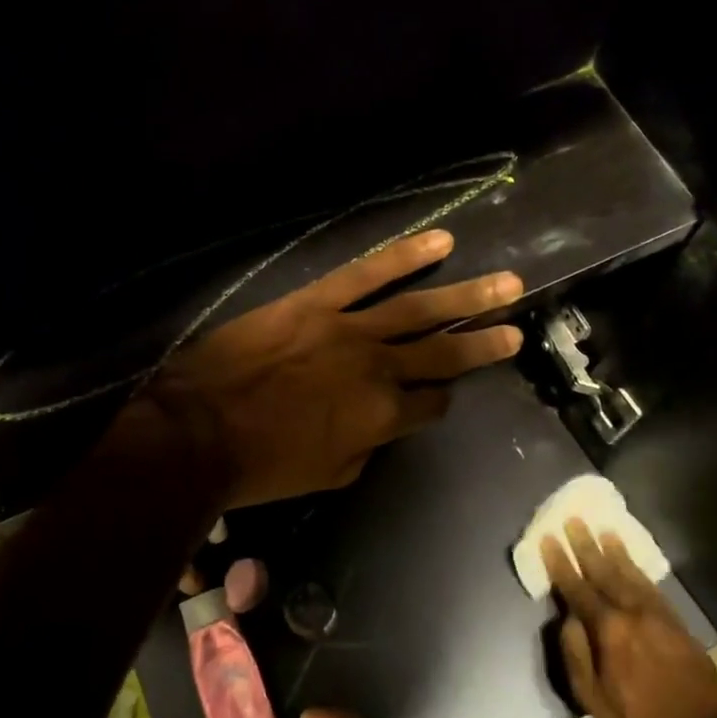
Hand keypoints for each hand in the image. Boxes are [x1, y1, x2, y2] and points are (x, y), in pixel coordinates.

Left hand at [145, 229, 523, 506]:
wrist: (199, 431)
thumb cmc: (260, 465)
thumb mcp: (326, 476)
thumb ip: (365, 448)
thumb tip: (378, 427)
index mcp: (382, 417)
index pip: (430, 404)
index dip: (439, 400)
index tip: (440, 394)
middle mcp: (379, 370)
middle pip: (442, 354)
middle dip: (482, 342)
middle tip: (517, 330)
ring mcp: (350, 330)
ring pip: (420, 309)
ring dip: (468, 295)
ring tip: (508, 283)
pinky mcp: (317, 301)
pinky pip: (367, 273)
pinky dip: (406, 255)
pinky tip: (442, 241)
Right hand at [542, 518, 716, 717]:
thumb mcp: (594, 701)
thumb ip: (576, 656)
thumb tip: (566, 620)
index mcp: (609, 632)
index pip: (577, 590)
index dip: (561, 564)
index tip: (548, 539)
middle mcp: (632, 615)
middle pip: (604, 573)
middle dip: (586, 546)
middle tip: (573, 520)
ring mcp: (658, 616)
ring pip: (630, 575)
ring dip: (614, 551)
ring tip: (602, 529)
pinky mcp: (677, 623)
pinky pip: (652, 587)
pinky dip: (639, 569)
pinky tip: (631, 560)